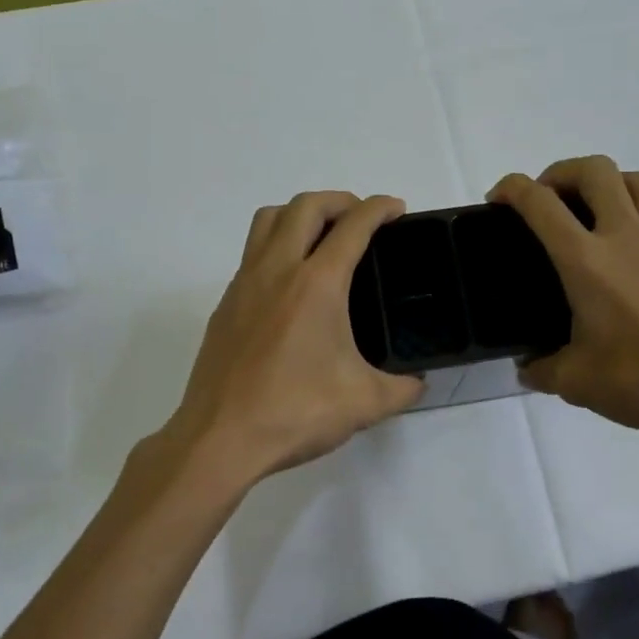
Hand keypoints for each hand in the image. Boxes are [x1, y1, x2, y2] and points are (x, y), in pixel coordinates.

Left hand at [149, 191, 423, 493]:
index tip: (395, 208)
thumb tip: (418, 382)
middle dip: (340, 200)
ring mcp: (245, 284)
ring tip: (322, 236)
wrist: (220, 439)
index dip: (379, 208)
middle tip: (361, 219)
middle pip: (306, 206)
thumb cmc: (295, 413)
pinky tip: (291, 283)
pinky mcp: (225, 304)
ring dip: (300, 213)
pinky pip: (252, 252)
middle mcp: (277, 270)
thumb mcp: (365, 403)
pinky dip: (276, 245)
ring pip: (268, 219)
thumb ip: (402, 388)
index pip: (352, 226)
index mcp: (317, 284)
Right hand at [488, 157, 638, 452]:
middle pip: (596, 169)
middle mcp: (626, 239)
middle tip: (547, 201)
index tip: (498, 201)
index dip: (511, 188)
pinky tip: (629, 272)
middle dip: (561, 171)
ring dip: (606, 183)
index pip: (541, 203)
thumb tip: (529, 367)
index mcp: (587, 262)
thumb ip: (544, 369)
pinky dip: (635, 227)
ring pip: (638, 181)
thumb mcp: (578, 383)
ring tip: (589, 213)